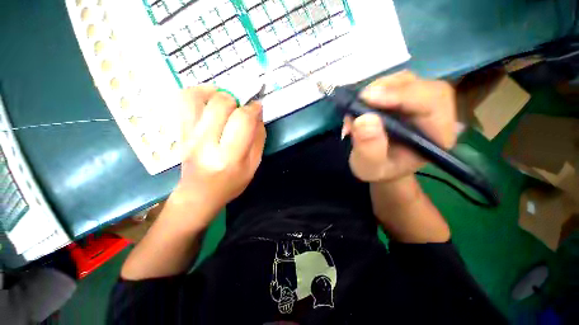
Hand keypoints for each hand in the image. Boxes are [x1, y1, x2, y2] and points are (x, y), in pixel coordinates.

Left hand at [170, 85, 265, 227]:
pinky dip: (199, 92)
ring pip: (199, 97)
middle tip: (242, 109)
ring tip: (227, 101)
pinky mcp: (181, 131)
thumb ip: (258, 139)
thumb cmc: (231, 183)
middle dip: (237, 101)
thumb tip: (258, 114)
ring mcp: (189, 135)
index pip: (242, 121)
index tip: (257, 107)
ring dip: (218, 93)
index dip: (253, 108)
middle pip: (221, 104)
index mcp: (229, 157)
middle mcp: (206, 143)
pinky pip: (185, 101)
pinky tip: (211, 99)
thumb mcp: (253, 166)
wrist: (199, 194)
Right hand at [345, 71, 456, 182]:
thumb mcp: (369, 167)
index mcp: (436, 135)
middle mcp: (434, 114)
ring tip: (357, 107)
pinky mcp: (404, 99)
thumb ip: (368, 149)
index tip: (369, 98)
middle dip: (387, 89)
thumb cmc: (378, 170)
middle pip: (419, 85)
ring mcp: (419, 103)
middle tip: (359, 101)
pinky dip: (373, 91)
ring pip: (404, 80)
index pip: (432, 102)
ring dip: (377, 89)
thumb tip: (363, 119)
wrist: (380, 165)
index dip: (402, 95)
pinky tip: (361, 105)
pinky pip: (392, 84)